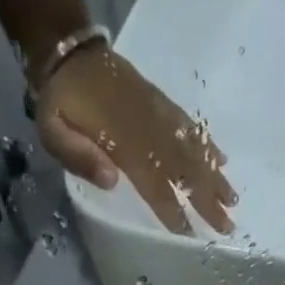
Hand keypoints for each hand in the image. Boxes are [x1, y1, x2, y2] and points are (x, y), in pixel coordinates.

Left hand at [36, 46, 235, 234]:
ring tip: (233, 201)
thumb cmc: (58, 101)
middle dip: (206, 200)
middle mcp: (147, 129)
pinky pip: (189, 125)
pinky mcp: (161, 102)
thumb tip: (112, 181)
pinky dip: (207, 143)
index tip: (190, 235)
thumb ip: (78, 156)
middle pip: (183, 170)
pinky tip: (223, 159)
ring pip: (192, 149)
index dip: (172, 210)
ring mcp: (157, 113)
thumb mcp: (52, 129)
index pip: (154, 184)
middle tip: (227, 226)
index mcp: (122, 142)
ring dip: (214, 176)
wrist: (67, 50)